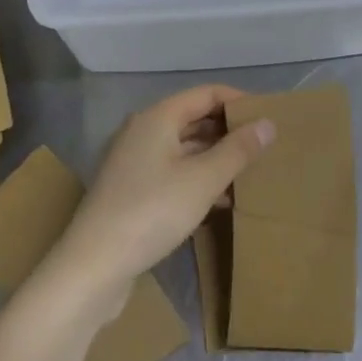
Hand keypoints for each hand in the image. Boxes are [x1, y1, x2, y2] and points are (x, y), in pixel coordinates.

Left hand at [51, 86, 273, 303]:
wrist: (93, 266)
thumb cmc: (151, 211)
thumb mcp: (203, 180)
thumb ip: (237, 150)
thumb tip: (268, 123)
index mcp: (157, 118)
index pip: (206, 94)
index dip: (238, 101)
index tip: (268, 117)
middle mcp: (142, 131)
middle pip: (194, 119)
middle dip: (229, 131)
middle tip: (264, 148)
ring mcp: (134, 162)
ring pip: (184, 148)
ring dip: (215, 158)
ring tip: (248, 176)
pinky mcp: (131, 191)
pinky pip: (173, 172)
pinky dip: (197, 179)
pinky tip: (220, 202)